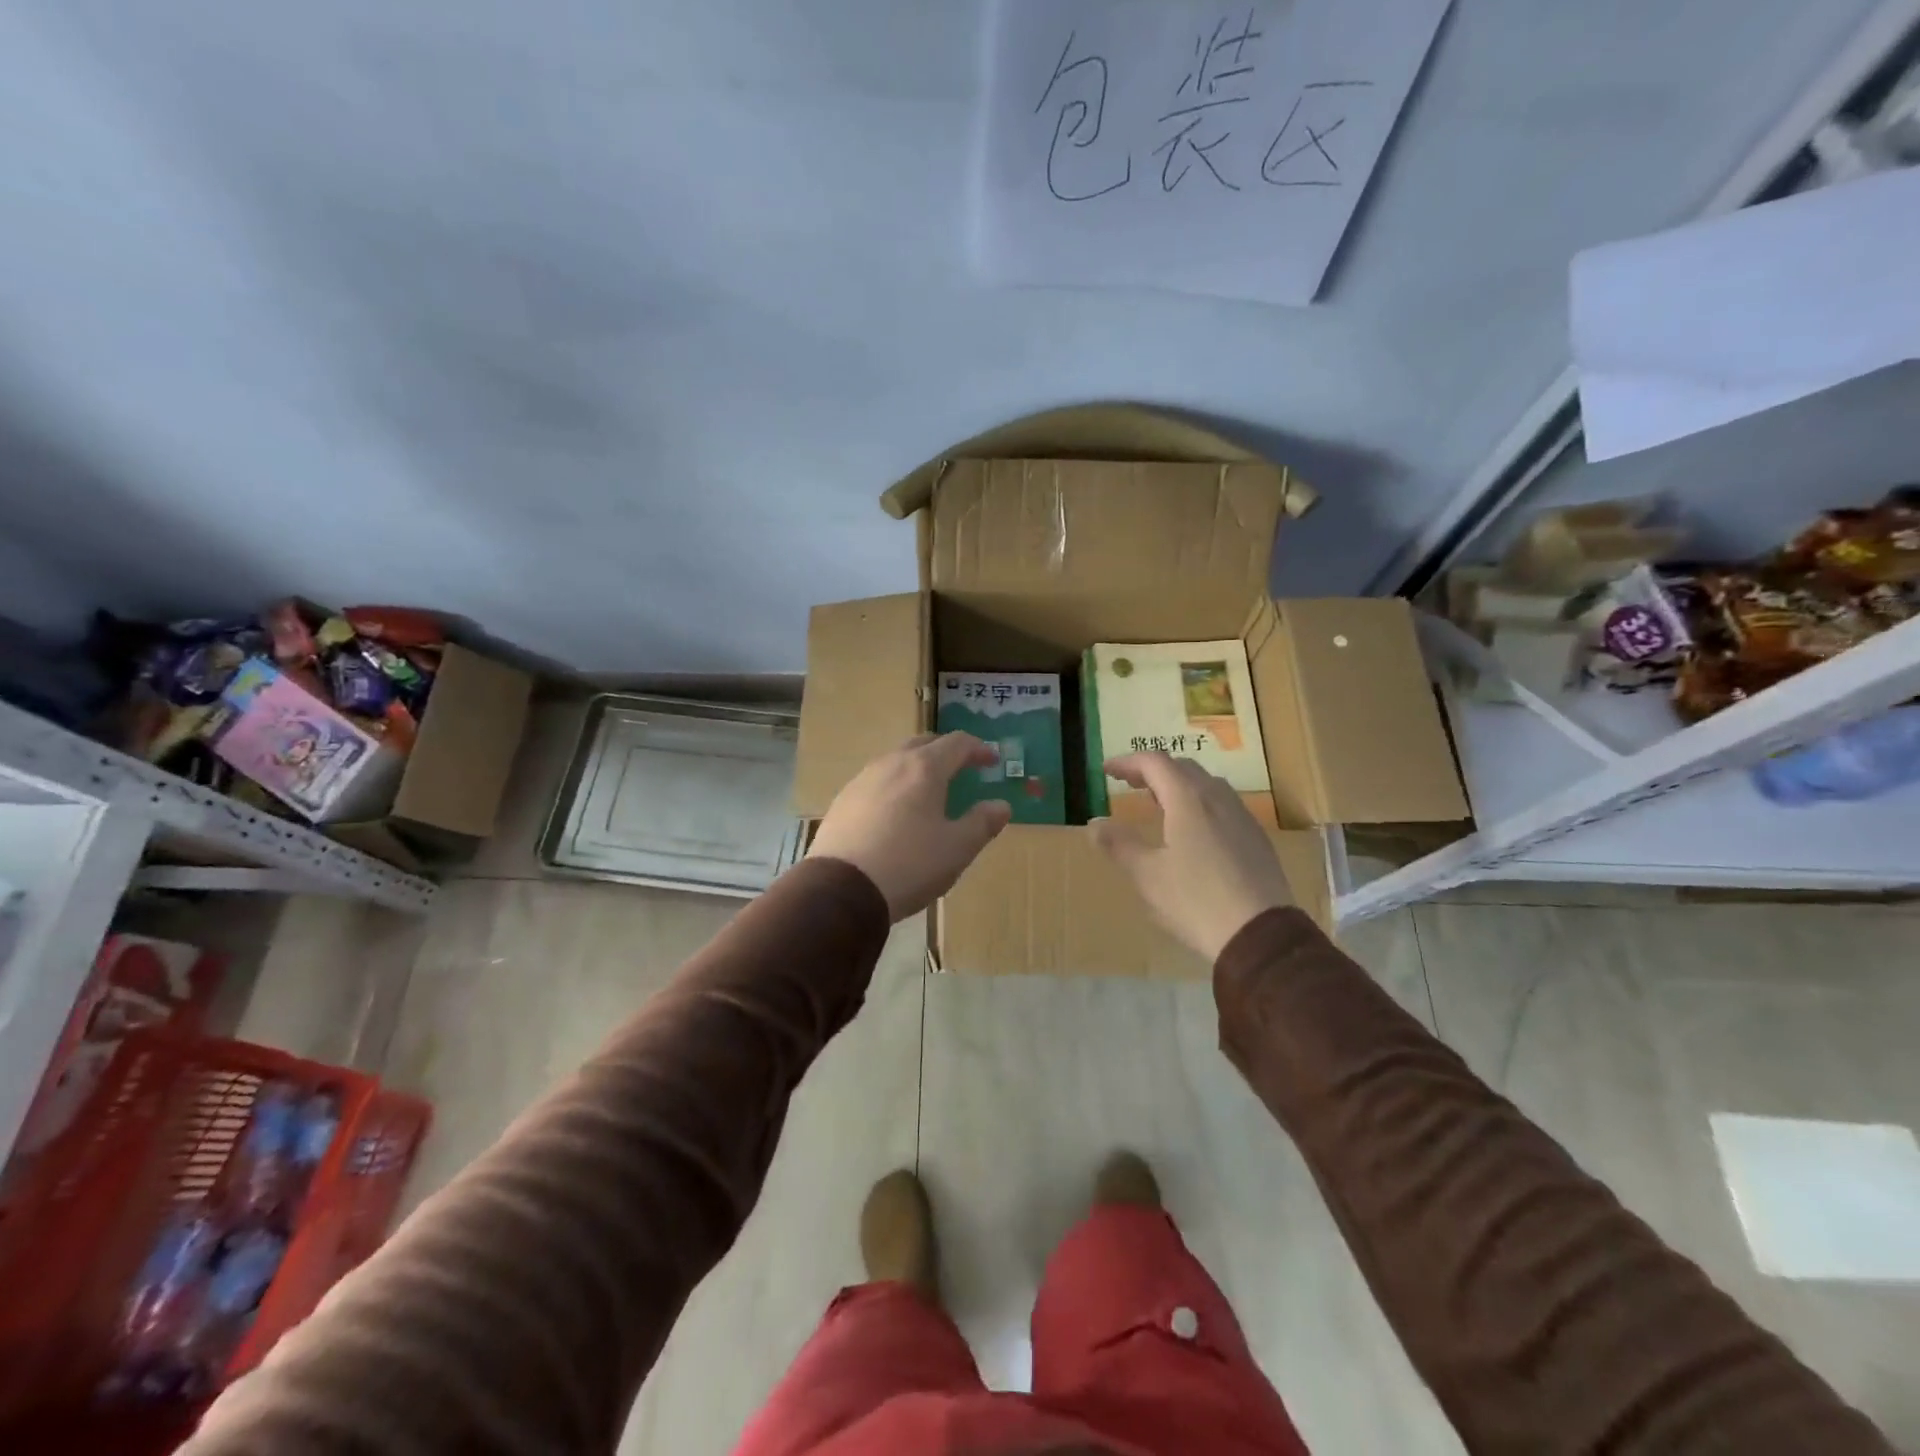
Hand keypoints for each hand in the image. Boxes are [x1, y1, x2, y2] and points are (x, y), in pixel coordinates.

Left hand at [808, 732, 1012, 920]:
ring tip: (928, 791)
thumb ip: (982, 823)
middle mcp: (891, 763)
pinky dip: (894, 786)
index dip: (978, 749)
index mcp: (924, 768)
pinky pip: (876, 782)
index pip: (957, 743)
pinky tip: (895, 812)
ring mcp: (862, 780)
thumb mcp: (957, 848)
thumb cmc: (909, 864)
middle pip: (924, 744)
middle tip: (961, 769)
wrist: (841, 889)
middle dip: (946, 752)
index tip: (992, 762)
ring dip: (917, 767)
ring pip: (896, 760)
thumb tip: (1001, 805)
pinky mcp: (842, 800)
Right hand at [1089, 752, 1292, 961]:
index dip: (1128, 762)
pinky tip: (1193, 830)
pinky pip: (1223, 804)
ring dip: (1178, 785)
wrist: (1261, 935)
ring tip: (1159, 803)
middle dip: (1153, 770)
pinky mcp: (1256, 838)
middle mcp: (1217, 798)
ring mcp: (1242, 817)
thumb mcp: (1148, 875)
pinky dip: (1199, 803)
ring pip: (1207, 785)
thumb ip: (1119, 845)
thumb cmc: (1196, 900)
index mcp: (1188, 800)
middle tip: (1130, 783)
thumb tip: (1094, 824)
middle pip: (1183, 768)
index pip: (1155, 763)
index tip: (1106, 770)